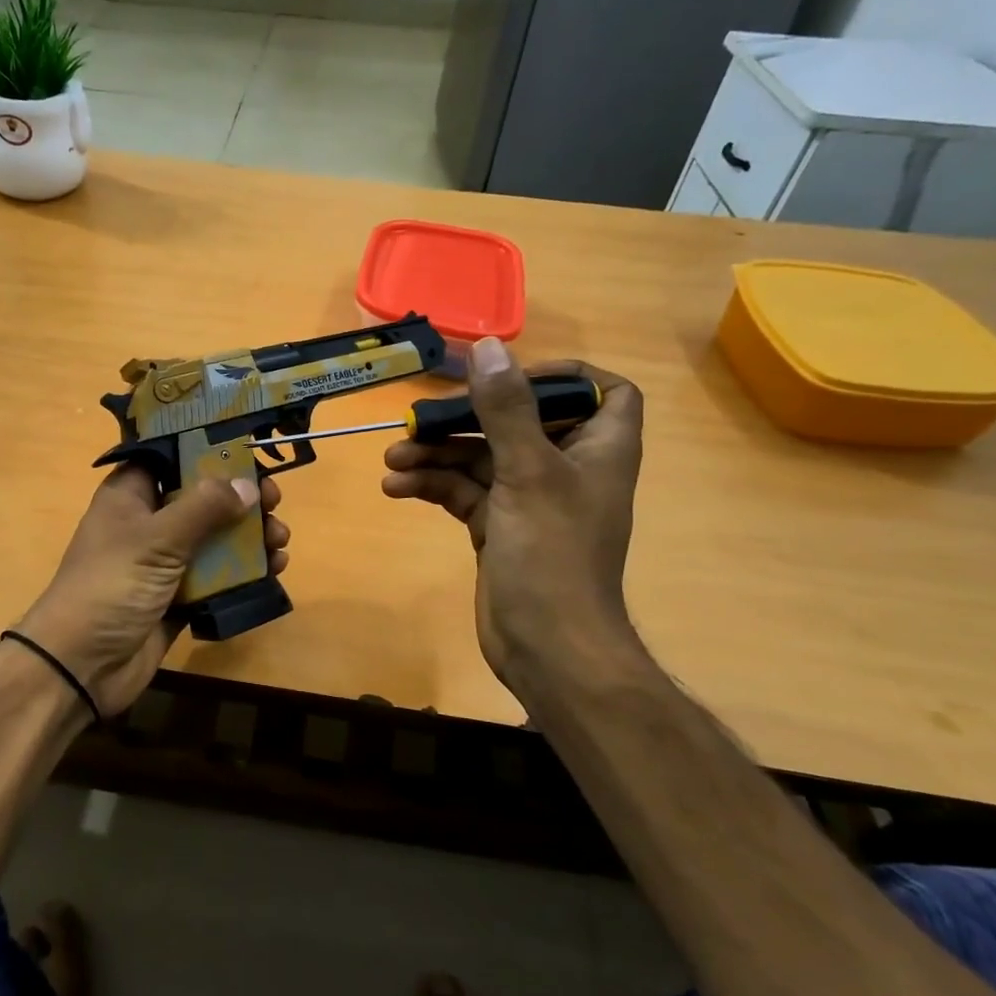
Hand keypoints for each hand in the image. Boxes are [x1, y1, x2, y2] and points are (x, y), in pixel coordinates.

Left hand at [12, 468, 289, 718]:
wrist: (82, 666)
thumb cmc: (111, 586)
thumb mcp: (157, 539)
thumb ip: (204, 508)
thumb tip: (247, 484)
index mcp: (131, 495)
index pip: (173, 457)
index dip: (210, 452)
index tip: (250, 453)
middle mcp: (149, 522)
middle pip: (202, 498)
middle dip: (241, 499)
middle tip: (274, 502)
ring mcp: (164, 561)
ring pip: (215, 538)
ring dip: (250, 538)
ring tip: (280, 541)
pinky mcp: (179, 596)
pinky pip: (218, 576)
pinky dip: (245, 572)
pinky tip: (274, 569)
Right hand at [380, 338, 649, 711]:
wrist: (547, 648)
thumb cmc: (552, 554)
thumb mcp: (528, 473)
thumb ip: (506, 409)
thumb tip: (488, 347)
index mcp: (597, 449)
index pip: (601, 392)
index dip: (563, 376)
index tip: (510, 376)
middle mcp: (567, 468)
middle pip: (518, 422)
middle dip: (466, 419)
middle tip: (419, 420)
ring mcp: (530, 500)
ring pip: (482, 458)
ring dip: (438, 455)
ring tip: (393, 458)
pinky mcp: (499, 527)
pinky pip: (464, 492)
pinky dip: (433, 486)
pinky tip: (396, 487)